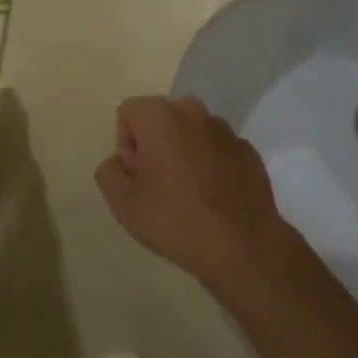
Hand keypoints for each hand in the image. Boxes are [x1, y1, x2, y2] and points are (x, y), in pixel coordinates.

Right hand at [94, 97, 288, 292]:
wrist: (242, 247)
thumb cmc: (175, 219)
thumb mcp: (123, 203)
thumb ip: (108, 172)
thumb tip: (119, 163)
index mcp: (159, 114)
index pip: (127, 114)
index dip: (125, 147)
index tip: (137, 179)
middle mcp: (193, 111)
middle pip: (160, 120)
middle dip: (154, 146)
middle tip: (158, 188)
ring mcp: (225, 129)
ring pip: (191, 134)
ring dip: (184, 154)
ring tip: (189, 196)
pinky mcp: (248, 151)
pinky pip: (218, 150)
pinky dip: (212, 166)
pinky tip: (214, 200)